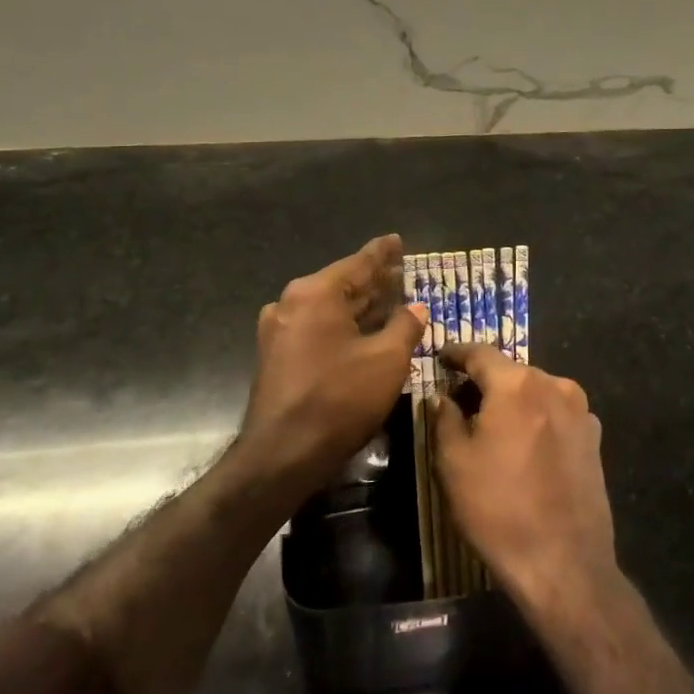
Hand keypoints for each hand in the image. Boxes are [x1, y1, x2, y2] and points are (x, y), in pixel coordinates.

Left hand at [240, 235, 426, 493]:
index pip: (358, 263)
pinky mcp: (277, 356)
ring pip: (330, 309)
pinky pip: (318, 329)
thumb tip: (415, 309)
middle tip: (400, 271)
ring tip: (390, 300)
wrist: (282, 454)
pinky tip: (365, 333)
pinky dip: (344, 326)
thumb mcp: (386, 360)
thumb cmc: (339, 399)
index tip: (397, 239)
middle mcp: (292, 303)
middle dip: (373, 281)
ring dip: (360, 307)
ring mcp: (280, 331)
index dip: (382, 253)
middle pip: (342, 285)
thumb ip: (405, 327)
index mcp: (316, 293)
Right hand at [433, 344, 615, 609]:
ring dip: (512, 401)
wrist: (564, 563)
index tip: (441, 356)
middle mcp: (554, 385)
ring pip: (536, 392)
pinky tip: (524, 446)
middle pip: (511, 372)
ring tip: (491, 425)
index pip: (480, 353)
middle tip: (459, 399)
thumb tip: (442, 396)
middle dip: (484, 381)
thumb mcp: (454, 462)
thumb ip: (444, 418)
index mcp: (517, 384)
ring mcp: (581, 411)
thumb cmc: (498, 508)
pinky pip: (556, 414)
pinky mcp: (594, 438)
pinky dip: (536, 418)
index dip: (456, 353)